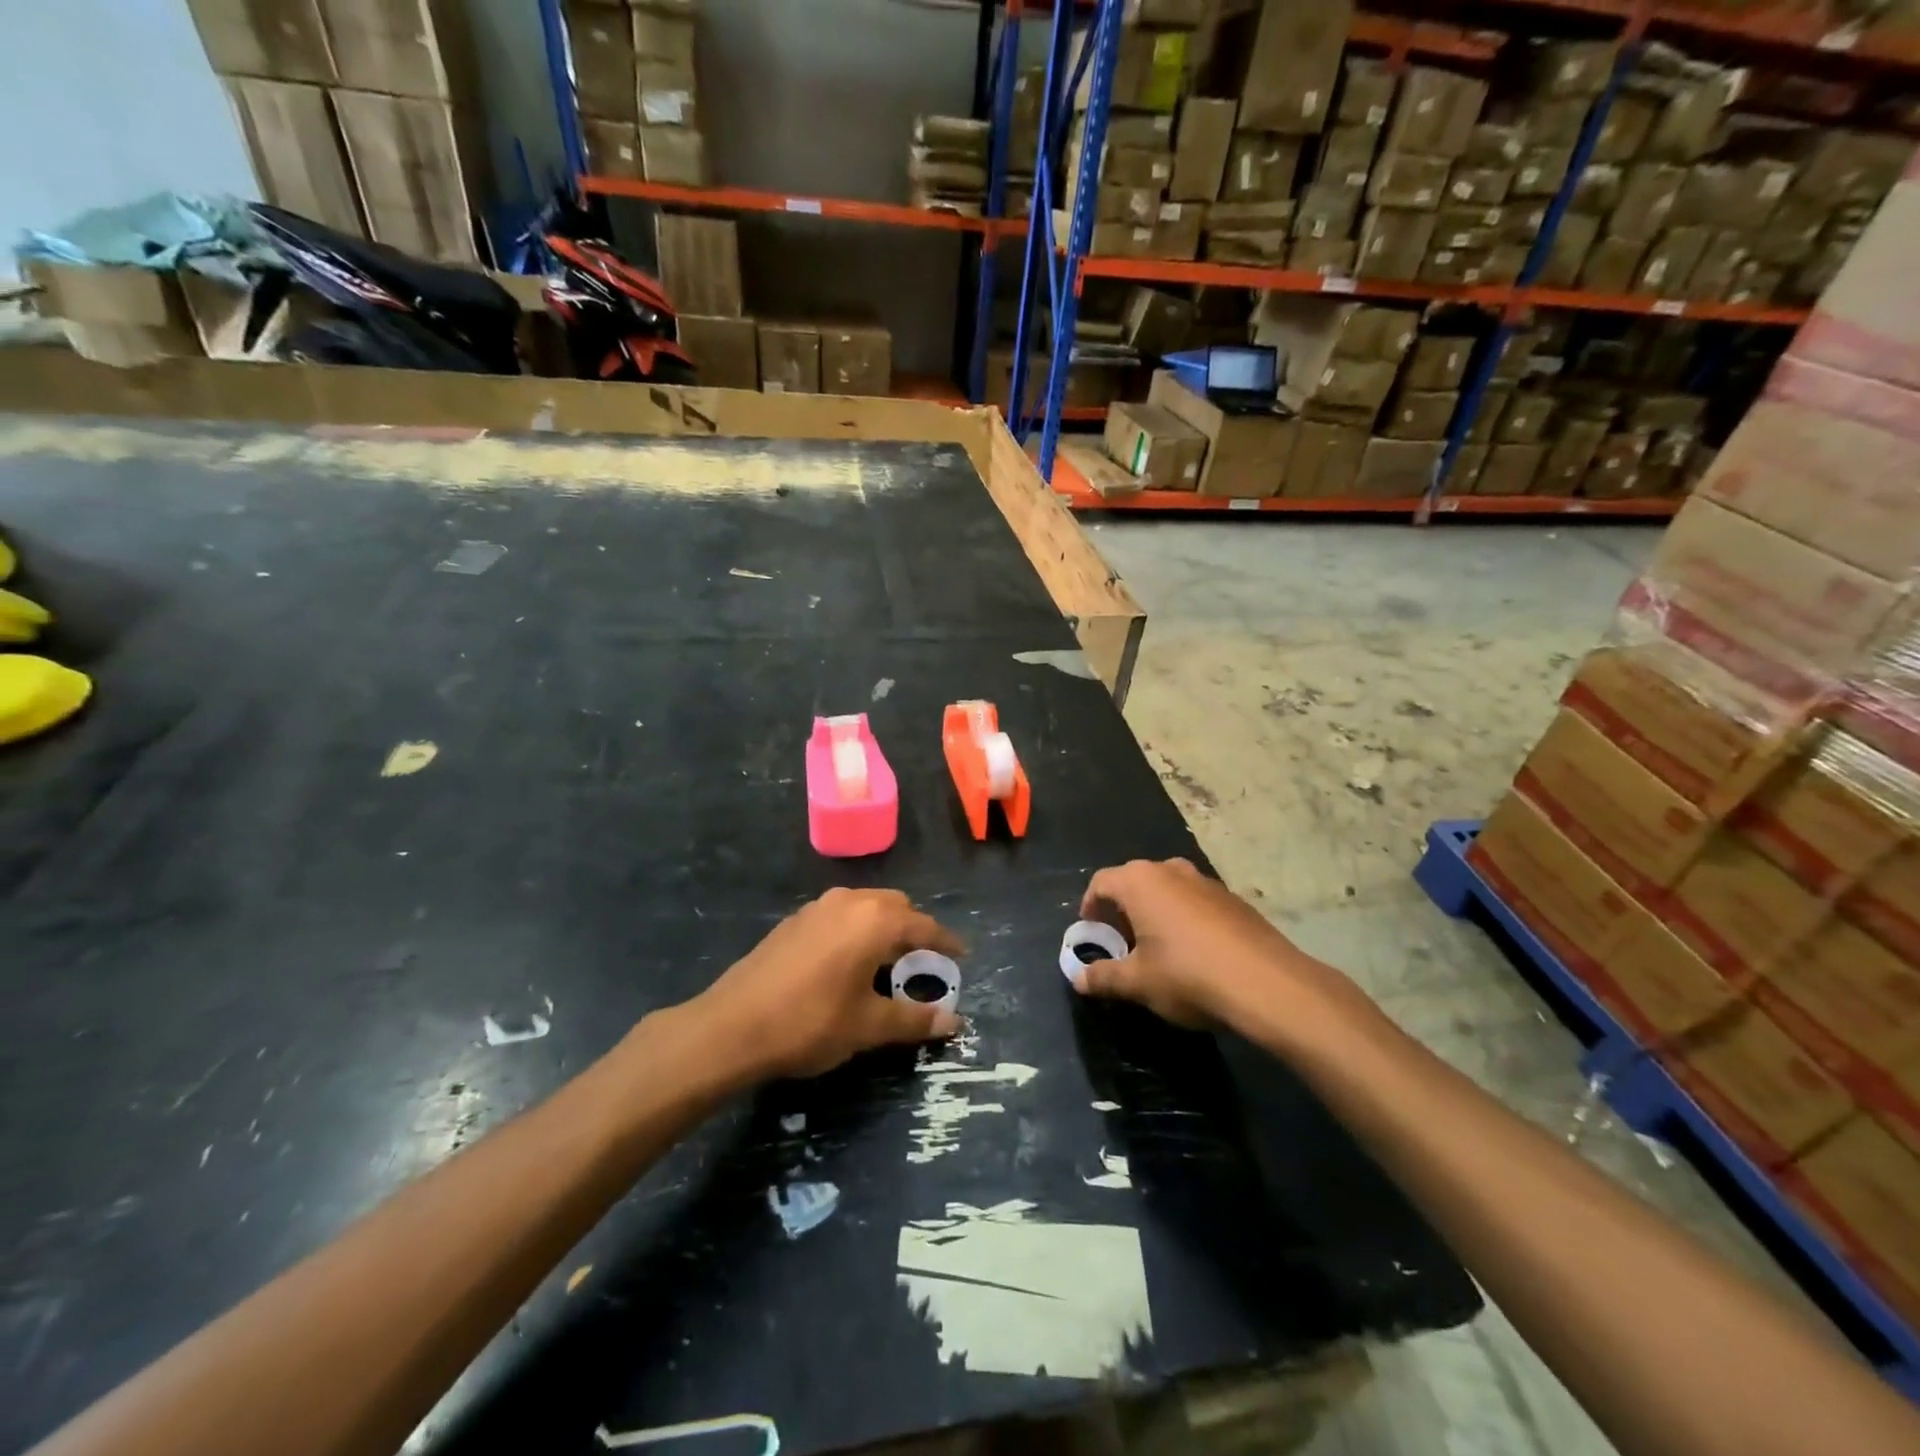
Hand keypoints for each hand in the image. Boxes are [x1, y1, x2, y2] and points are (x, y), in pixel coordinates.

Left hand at [696, 888, 965, 1079]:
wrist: (731, 1027)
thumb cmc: (810, 1023)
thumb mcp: (868, 1026)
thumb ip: (914, 1019)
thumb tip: (954, 1021)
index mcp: (875, 920)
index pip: (924, 926)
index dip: (946, 943)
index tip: (962, 956)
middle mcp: (849, 901)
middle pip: (896, 907)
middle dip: (914, 931)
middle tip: (923, 963)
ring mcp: (817, 907)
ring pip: (865, 906)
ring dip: (884, 927)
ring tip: (887, 962)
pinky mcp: (794, 921)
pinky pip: (840, 915)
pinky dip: (856, 930)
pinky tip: (847, 962)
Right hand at [1072, 858, 1305, 1028]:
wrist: (1268, 985)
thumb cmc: (1188, 975)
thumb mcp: (1137, 983)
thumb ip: (1103, 977)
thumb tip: (1078, 979)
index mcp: (1140, 882)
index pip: (1101, 882)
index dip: (1090, 907)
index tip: (1092, 933)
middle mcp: (1171, 870)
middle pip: (1135, 883)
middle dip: (1123, 911)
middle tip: (1122, 944)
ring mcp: (1206, 882)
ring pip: (1168, 890)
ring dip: (1155, 913)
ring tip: (1158, 950)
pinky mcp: (1234, 899)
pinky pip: (1196, 902)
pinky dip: (1185, 919)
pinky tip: (1195, 954)